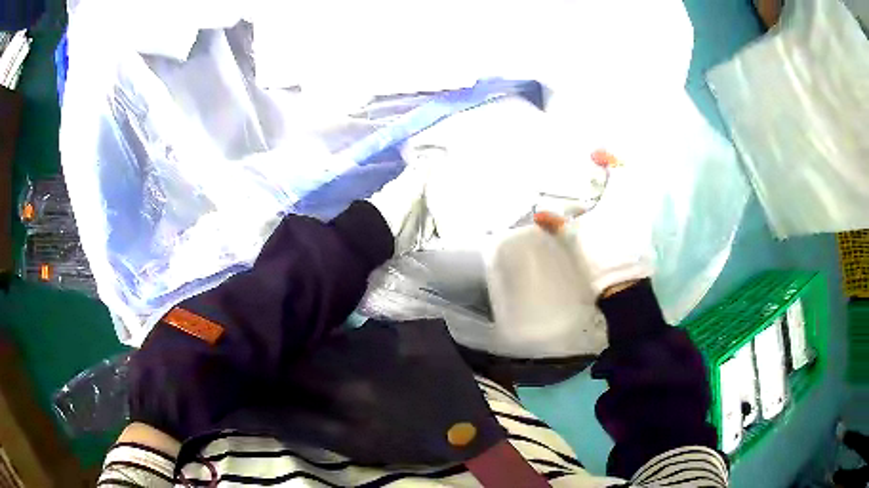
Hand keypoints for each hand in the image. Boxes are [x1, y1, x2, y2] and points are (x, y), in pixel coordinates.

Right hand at [534, 150, 654, 296]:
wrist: (623, 287)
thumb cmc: (600, 254)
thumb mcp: (574, 236)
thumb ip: (557, 222)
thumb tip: (539, 214)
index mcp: (621, 196)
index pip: (618, 166)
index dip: (607, 157)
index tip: (594, 157)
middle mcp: (635, 203)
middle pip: (628, 180)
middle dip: (612, 175)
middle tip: (595, 178)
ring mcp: (642, 220)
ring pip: (631, 197)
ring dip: (616, 193)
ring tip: (599, 198)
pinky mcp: (643, 236)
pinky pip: (633, 212)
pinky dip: (621, 209)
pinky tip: (606, 219)